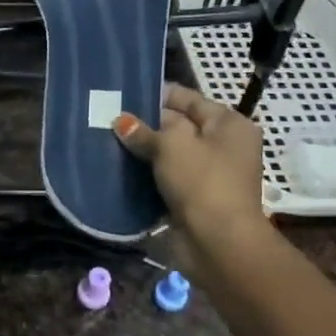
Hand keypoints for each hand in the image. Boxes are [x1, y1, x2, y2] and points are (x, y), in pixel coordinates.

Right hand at [113, 83, 268, 271]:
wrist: (218, 242)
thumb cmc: (202, 182)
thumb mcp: (171, 145)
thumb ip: (144, 130)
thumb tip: (122, 121)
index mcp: (229, 124)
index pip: (189, 98)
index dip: (157, 94)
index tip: (124, 92)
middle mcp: (224, 146)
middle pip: (179, 126)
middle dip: (146, 124)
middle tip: (108, 118)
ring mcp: (211, 174)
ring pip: (170, 155)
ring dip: (143, 152)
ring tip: (107, 142)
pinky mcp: (196, 199)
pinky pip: (167, 179)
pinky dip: (147, 176)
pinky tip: (118, 170)